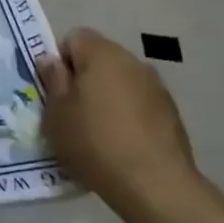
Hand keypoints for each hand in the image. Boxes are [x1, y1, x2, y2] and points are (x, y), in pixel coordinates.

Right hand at [38, 27, 196, 208]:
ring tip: (100, 133)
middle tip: (73, 113)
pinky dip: (129, 115)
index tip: (57, 92)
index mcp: (101, 54)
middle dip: (84, 79)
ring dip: (108, 97)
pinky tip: (123, 145)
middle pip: (99, 58)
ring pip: (121, 81)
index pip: (74, 38)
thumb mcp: (56, 114)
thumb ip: (52, 80)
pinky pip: (140, 103)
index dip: (61, 61)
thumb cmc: (95, 143)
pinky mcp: (172, 112)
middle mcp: (132, 61)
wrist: (155, 185)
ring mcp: (156, 86)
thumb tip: (51, 59)